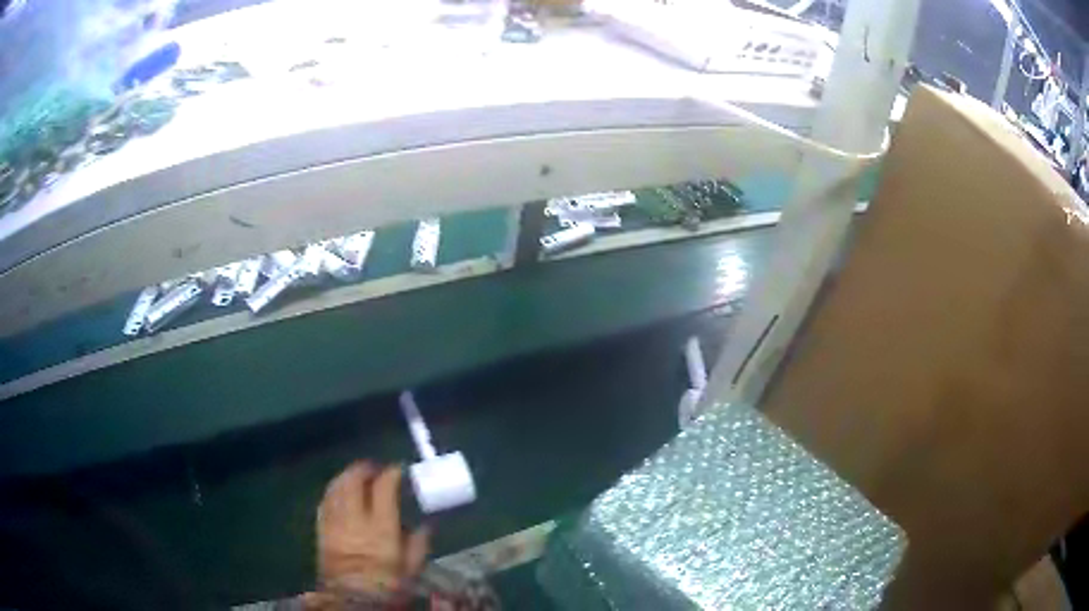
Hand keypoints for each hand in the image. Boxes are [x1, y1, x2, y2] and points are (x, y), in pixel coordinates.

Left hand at [305, 462, 429, 608]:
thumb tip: (426, 525)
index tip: (398, 469)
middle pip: (353, 480)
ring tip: (356, 476)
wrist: (353, 601)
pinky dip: (332, 492)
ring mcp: (335, 522)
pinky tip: (338, 493)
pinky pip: (324, 502)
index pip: (384, 488)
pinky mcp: (322, 530)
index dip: (391, 473)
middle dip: (363, 468)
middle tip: (374, 468)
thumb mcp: (411, 569)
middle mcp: (355, 518)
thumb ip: (418, 544)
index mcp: (381, 527)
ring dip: (346, 477)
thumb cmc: (387, 586)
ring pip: (335, 487)